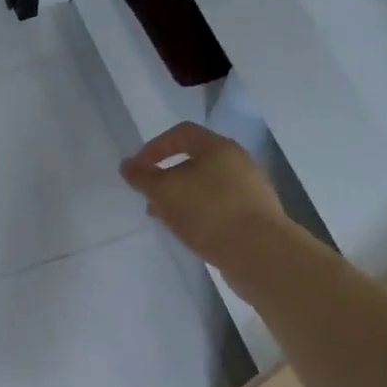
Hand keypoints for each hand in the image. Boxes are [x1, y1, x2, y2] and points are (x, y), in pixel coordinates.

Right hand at [120, 122, 288, 270]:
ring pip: (205, 186)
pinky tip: (188, 231)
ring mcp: (249, 190)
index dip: (154, 147)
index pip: (181, 133)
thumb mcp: (166, 192)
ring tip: (163, 217)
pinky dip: (198, 213)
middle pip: (194, 160)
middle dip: (166, 176)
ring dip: (180, 197)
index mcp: (218, 147)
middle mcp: (237, 162)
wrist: (259, 253)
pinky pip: (218, 206)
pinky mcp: (254, 215)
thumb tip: (127, 166)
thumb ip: (143, 178)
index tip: (137, 170)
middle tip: (148, 196)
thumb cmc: (209, 212)